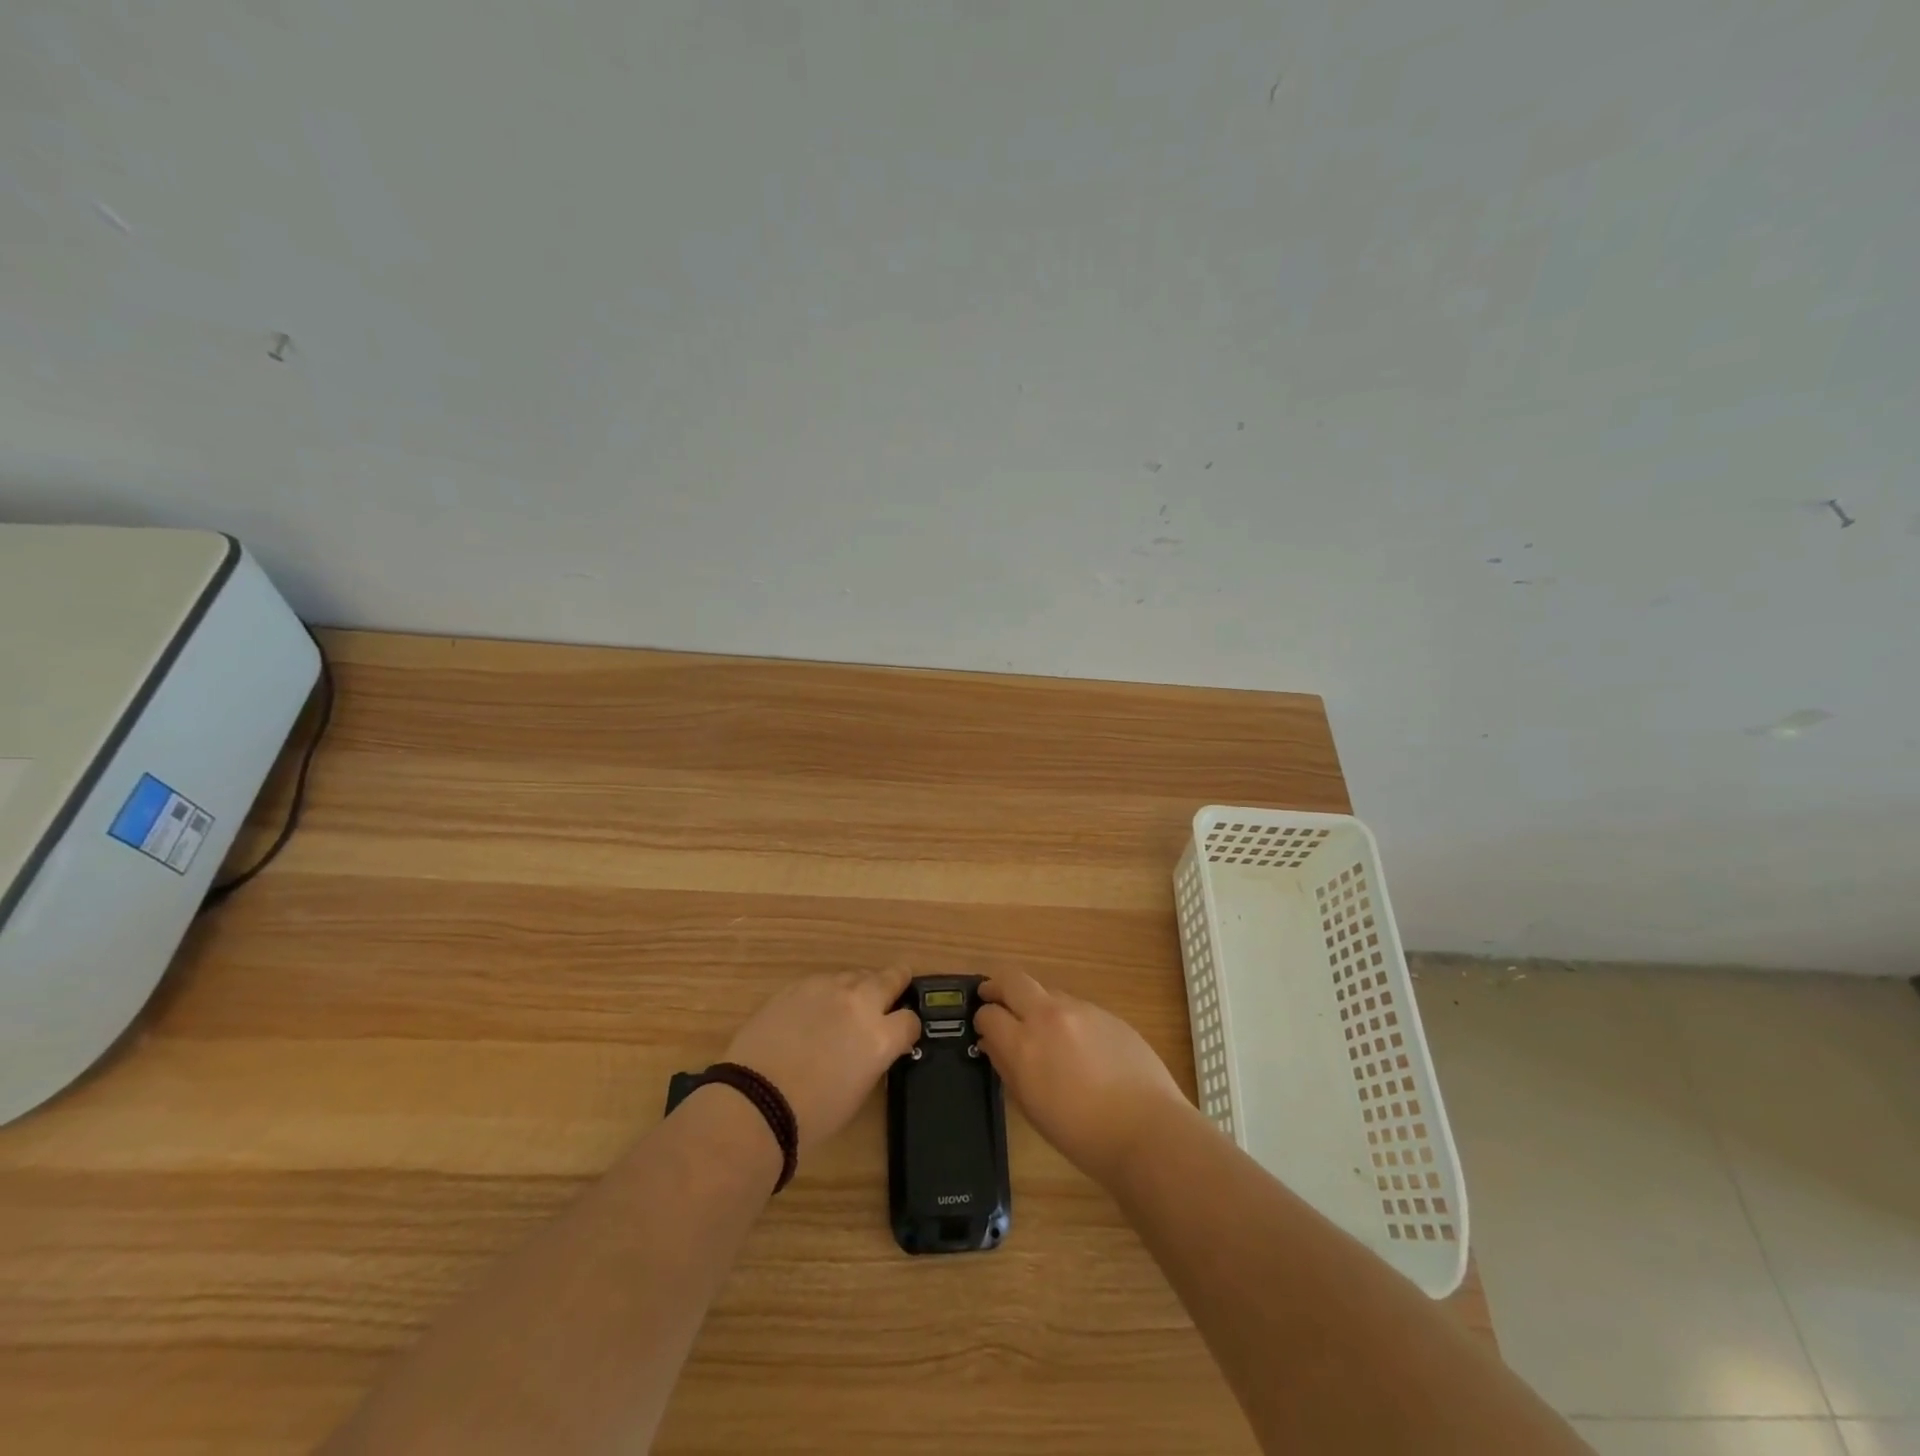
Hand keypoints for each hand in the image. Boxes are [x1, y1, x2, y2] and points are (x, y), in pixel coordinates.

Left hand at [724, 969, 921, 1151]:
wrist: (755, 1101)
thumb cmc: (812, 1114)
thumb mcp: (859, 1090)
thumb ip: (875, 1057)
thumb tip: (876, 1046)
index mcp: (881, 1036)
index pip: (911, 1020)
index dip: (908, 1029)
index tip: (902, 1035)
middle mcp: (861, 1003)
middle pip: (891, 978)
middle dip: (896, 984)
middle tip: (894, 991)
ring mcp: (828, 988)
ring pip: (856, 975)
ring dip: (860, 987)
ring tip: (850, 1004)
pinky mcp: (799, 984)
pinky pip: (824, 980)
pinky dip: (828, 991)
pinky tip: (816, 1010)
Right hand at [974, 970, 1190, 1187]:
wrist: (1147, 1130)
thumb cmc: (1081, 1134)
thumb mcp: (1031, 1106)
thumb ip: (1007, 1067)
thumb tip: (992, 1042)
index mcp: (1024, 1044)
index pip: (989, 1014)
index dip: (982, 1019)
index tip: (983, 1028)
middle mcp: (1049, 1016)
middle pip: (1012, 980)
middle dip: (997, 987)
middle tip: (992, 998)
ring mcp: (1081, 1010)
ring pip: (1046, 991)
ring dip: (1035, 1003)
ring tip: (1041, 1029)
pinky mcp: (1107, 1013)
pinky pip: (1076, 1007)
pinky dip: (1066, 1017)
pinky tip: (1078, 1045)